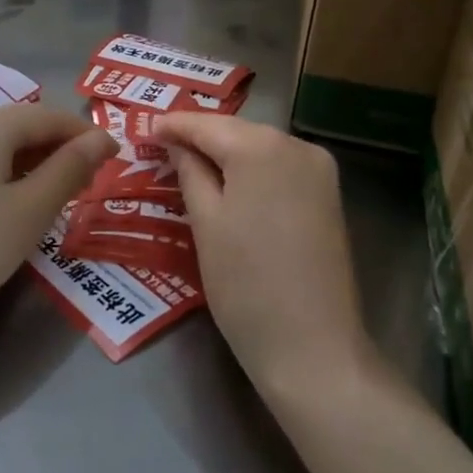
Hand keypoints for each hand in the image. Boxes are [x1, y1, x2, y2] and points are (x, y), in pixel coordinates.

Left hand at [0, 104, 113, 334]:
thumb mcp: (31, 209)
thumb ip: (70, 168)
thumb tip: (102, 138)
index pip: (51, 116)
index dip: (87, 135)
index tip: (116, 160)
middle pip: (28, 126)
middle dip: (64, 149)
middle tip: (93, 182)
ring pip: (7, 145)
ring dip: (40, 163)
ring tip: (64, 194)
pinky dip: (14, 174)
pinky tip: (22, 202)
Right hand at [154, 114, 370, 395]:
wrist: (313, 347)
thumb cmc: (245, 285)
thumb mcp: (206, 223)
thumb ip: (189, 172)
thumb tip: (176, 143)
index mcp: (261, 147)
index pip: (206, 124)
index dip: (173, 125)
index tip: (144, 129)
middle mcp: (296, 144)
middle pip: (236, 130)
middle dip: (200, 137)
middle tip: (162, 147)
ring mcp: (319, 168)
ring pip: (260, 146)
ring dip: (226, 152)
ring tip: (188, 164)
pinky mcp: (329, 193)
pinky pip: (280, 166)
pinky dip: (252, 169)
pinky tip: (229, 181)